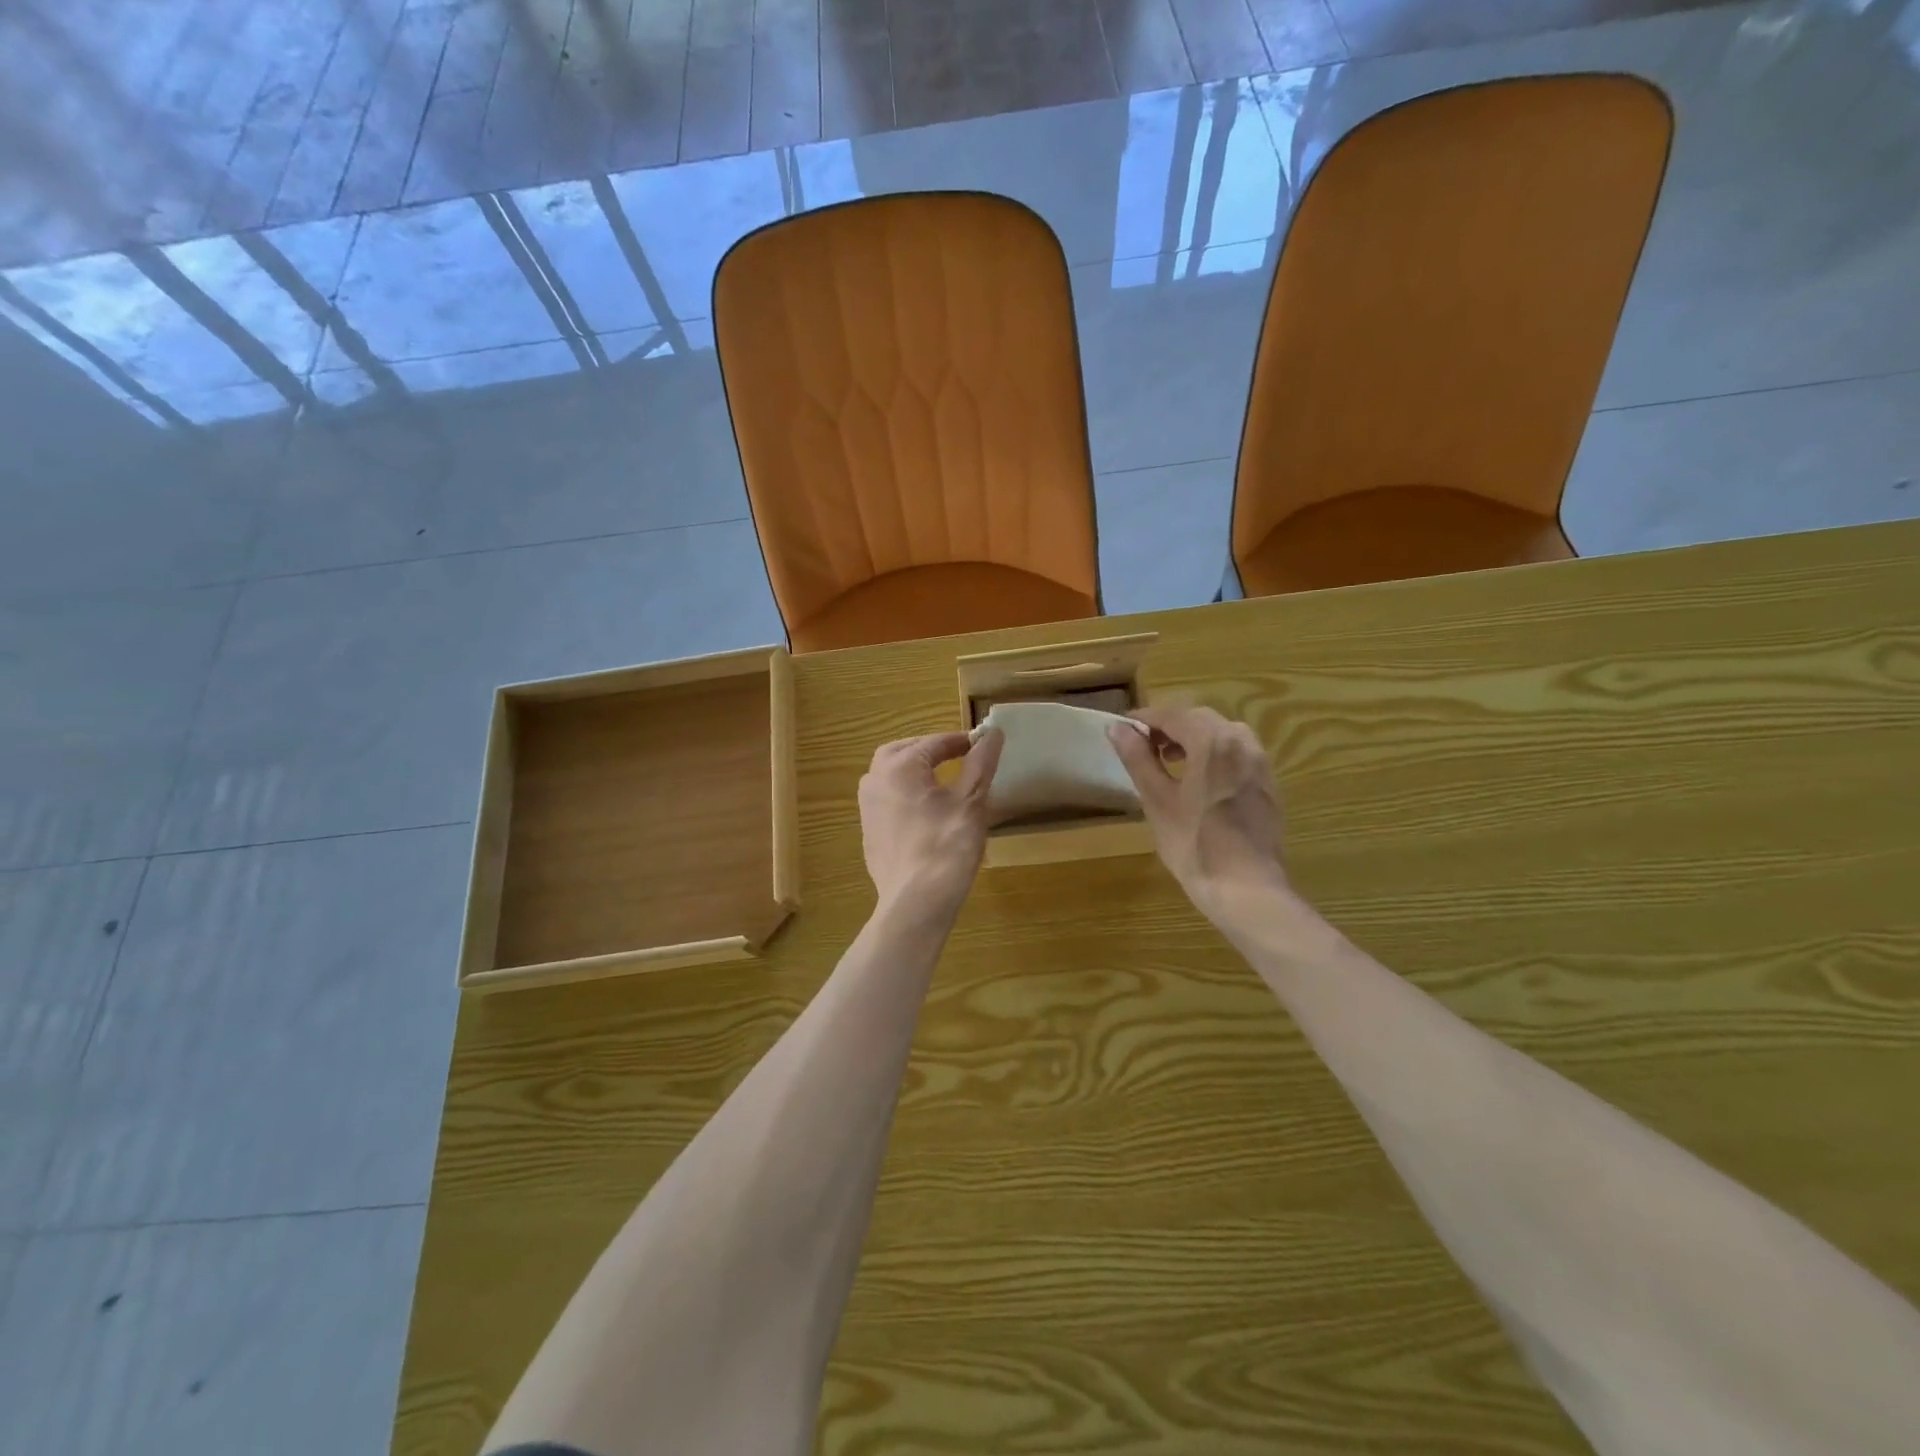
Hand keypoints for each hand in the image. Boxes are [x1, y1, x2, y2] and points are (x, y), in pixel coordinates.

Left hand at [858, 729, 1003, 920]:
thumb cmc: (947, 846)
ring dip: (914, 771)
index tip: (983, 744)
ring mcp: (867, 809)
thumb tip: (993, 733)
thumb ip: (981, 763)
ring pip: (890, 776)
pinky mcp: (870, 834)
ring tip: (942, 780)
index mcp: (898, 767)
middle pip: (903, 752)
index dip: (961, 741)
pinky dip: (906, 796)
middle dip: (929, 750)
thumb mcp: (971, 801)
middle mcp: (874, 781)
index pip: (934, 742)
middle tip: (957, 756)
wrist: (916, 903)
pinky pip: (887, 802)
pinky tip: (926, 812)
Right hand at [1108, 705, 1286, 917]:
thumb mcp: (1158, 801)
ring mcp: (1260, 763)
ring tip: (1171, 764)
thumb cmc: (1195, 845)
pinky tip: (1200, 782)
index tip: (1122, 730)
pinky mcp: (1268, 784)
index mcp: (1212, 741)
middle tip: (1143, 748)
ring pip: (1222, 734)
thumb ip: (1138, 759)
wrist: (1248, 889)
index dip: (1144, 719)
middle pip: (1199, 719)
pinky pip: (1238, 753)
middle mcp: (1241, 742)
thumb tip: (1117, 728)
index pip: (1172, 714)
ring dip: (1194, 739)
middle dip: (1169, 727)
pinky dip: (1215, 754)